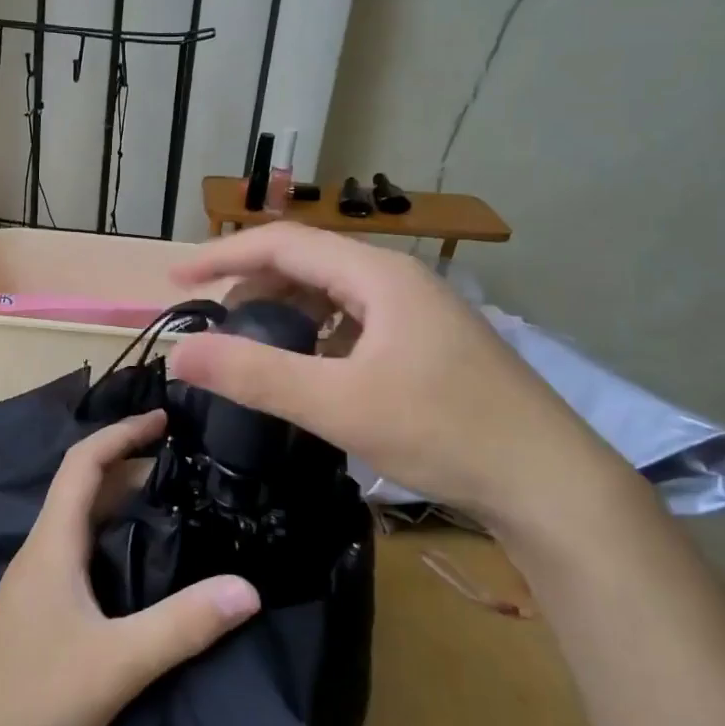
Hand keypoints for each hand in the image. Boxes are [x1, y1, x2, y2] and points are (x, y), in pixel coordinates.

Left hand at [0, 410, 261, 725]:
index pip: (83, 463)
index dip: (121, 433)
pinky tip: (138, 565)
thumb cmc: (34, 698)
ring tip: (171, 502)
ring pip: (80, 521)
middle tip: (183, 464)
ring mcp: (34, 581)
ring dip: (119, 501)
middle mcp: (41, 550)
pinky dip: (111, 537)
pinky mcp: (36, 610)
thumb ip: (182, 625)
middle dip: (129, 464)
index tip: (163, 420)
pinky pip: (77, 551)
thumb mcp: (118, 662)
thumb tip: (248, 589)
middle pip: (83, 487)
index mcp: (53, 543)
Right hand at [166, 224, 639, 539]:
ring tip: (253, 348)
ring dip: (286, 313)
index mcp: (378, 276)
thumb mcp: (338, 403)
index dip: (223, 256)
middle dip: (253, 288)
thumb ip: (254, 375)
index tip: (176, 279)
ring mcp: (420, 313)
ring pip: (334, 296)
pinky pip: (357, 323)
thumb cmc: (443, 431)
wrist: (548, 482)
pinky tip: (311, 371)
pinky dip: (319, 336)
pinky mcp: (430, 345)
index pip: (284, 244)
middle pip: (309, 265)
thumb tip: (178, 353)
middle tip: (214, 326)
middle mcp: (400, 281)